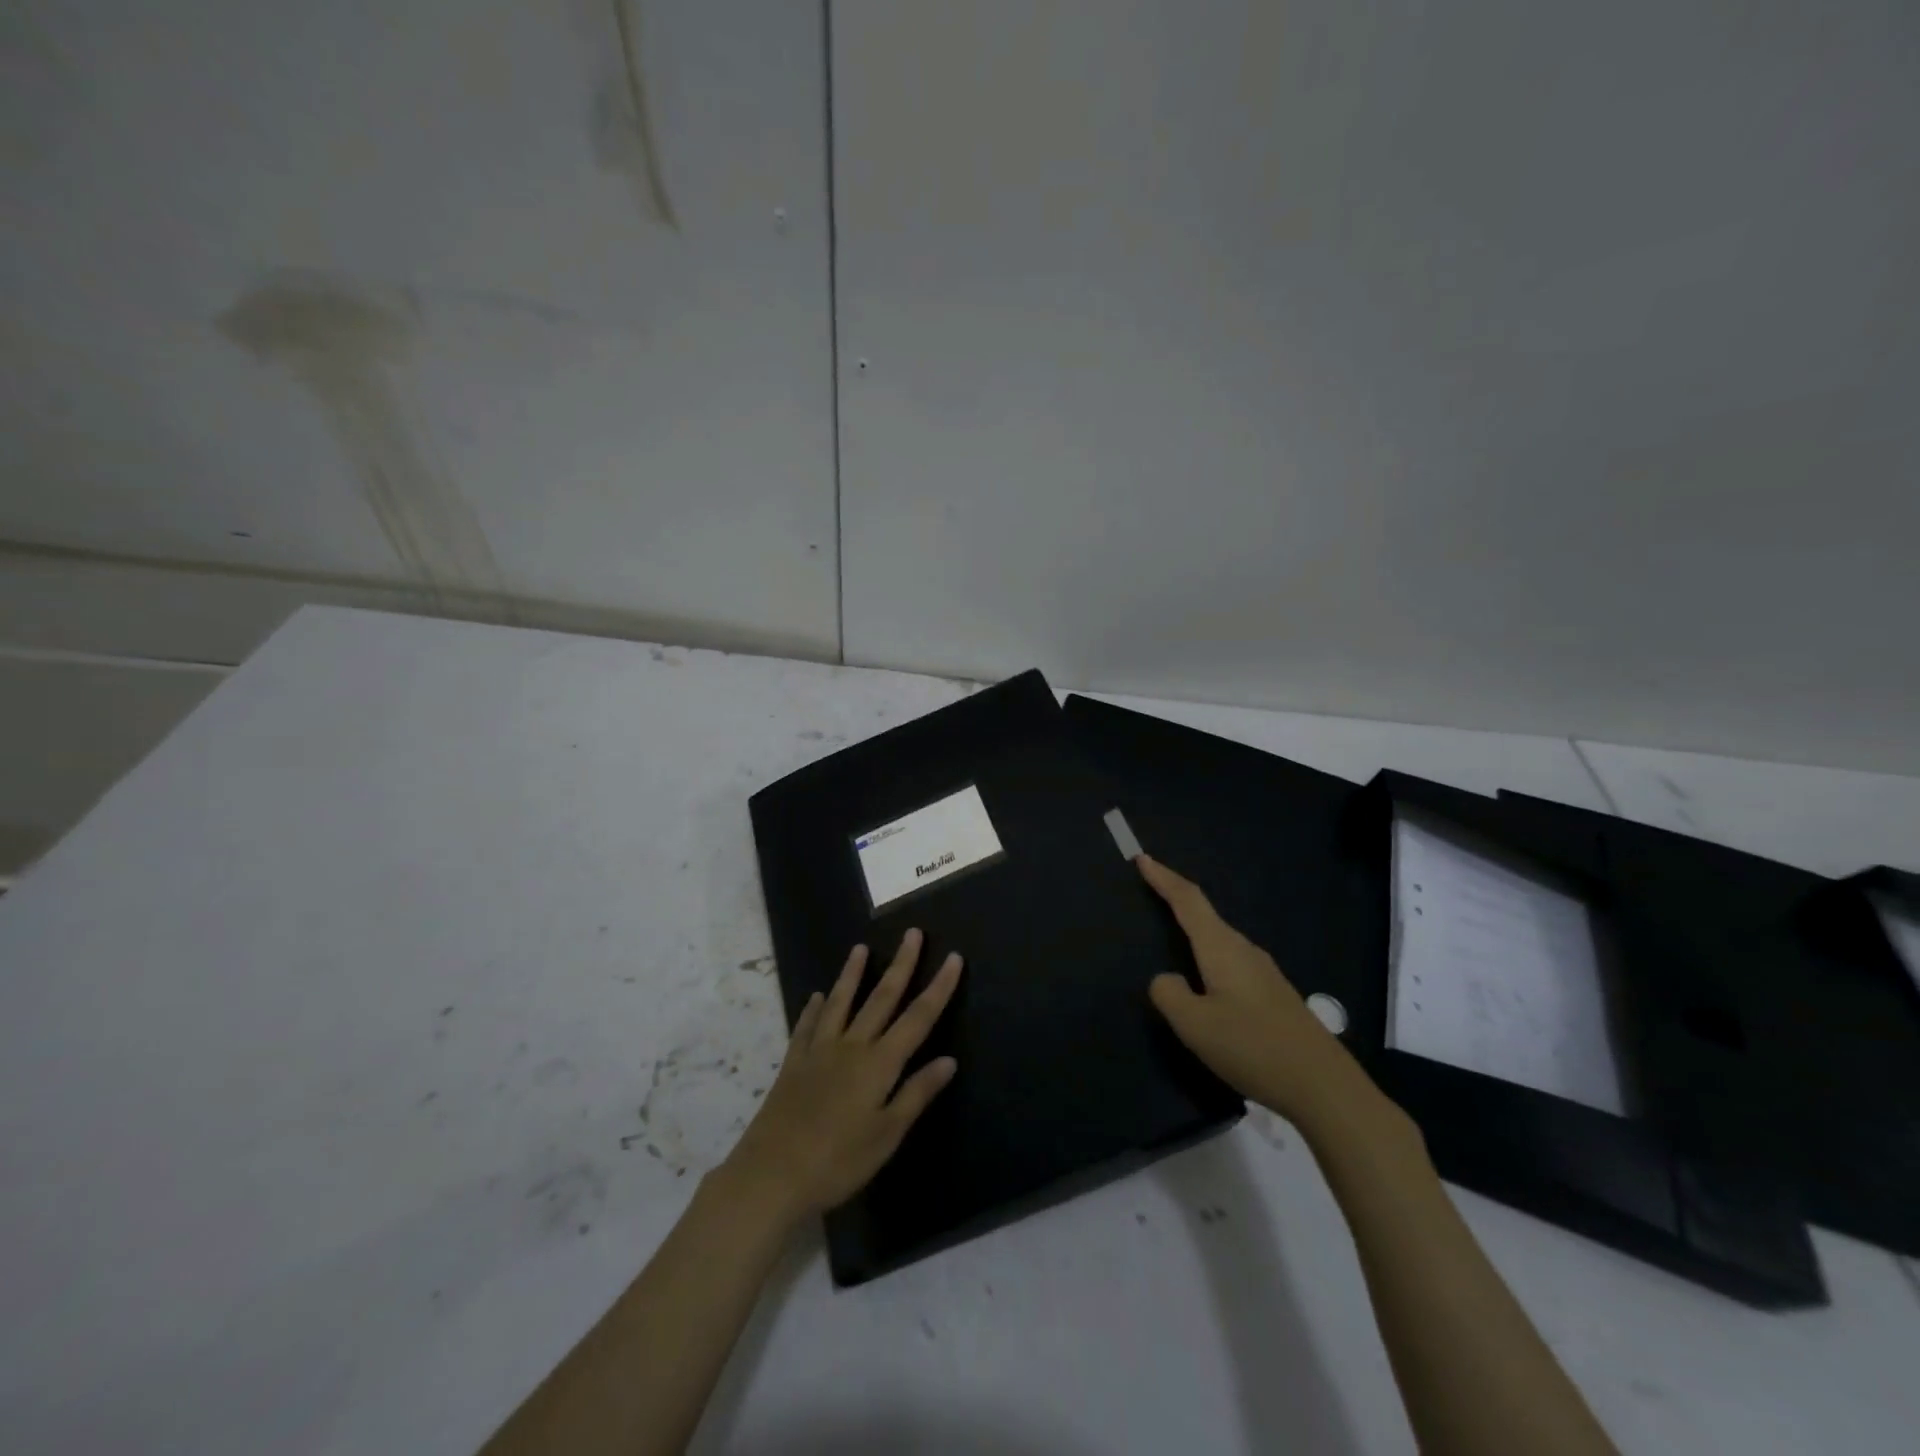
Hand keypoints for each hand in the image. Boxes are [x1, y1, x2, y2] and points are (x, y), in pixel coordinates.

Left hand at [722, 929, 961, 1224]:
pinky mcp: (793, 1063)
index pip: (918, 1017)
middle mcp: (852, 1046)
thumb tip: (949, 1059)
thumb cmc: (838, 1161)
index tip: (953, 956)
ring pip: (840, 1002)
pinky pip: (806, 1026)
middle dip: (901, 964)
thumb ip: (916, 1094)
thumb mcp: (887, 1135)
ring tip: (860, 948)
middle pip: (882, 998)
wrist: (771, 1174)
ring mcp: (819, 1051)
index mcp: (879, 1063)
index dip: (939, 987)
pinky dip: (812, 1009)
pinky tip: (814, 997)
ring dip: (852, 974)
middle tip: (913, 932)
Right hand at [1138, 855, 1363, 1126]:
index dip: (1163, 878)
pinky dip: (1209, 954)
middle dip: (1176, 898)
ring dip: (1194, 928)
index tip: (1142, 858)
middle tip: (1149, 890)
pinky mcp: (1273, 994)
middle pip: (1205, 913)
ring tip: (1171, 933)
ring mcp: (1263, 972)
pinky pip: (1231, 960)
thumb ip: (1169, 994)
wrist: (1324, 1087)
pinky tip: (1205, 979)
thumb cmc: (1253, 1047)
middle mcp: (1243, 950)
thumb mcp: (1195, 1025)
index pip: (1188, 900)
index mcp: (1222, 948)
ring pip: (1219, 939)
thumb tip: (1166, 979)